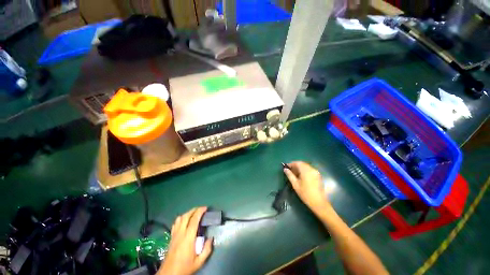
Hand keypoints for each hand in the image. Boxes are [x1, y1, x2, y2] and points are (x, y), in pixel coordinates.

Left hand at [158, 207, 212, 274]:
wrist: (169, 274)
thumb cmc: (185, 267)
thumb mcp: (199, 262)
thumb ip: (207, 249)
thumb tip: (211, 238)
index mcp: (188, 237)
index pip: (194, 219)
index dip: (200, 211)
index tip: (206, 208)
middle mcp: (180, 233)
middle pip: (186, 216)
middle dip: (194, 210)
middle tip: (201, 209)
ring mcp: (174, 234)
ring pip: (180, 218)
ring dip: (187, 213)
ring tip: (194, 213)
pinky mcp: (171, 237)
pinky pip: (175, 224)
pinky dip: (181, 219)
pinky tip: (184, 221)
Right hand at [283, 161, 329, 213]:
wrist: (319, 203)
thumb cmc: (305, 194)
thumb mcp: (295, 184)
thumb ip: (290, 175)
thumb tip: (285, 169)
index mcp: (306, 171)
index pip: (297, 163)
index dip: (291, 164)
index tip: (286, 167)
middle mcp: (312, 169)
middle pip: (302, 164)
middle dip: (295, 166)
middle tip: (289, 170)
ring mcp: (316, 172)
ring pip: (306, 166)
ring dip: (300, 168)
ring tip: (294, 174)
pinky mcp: (318, 175)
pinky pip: (309, 169)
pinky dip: (304, 170)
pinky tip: (301, 176)